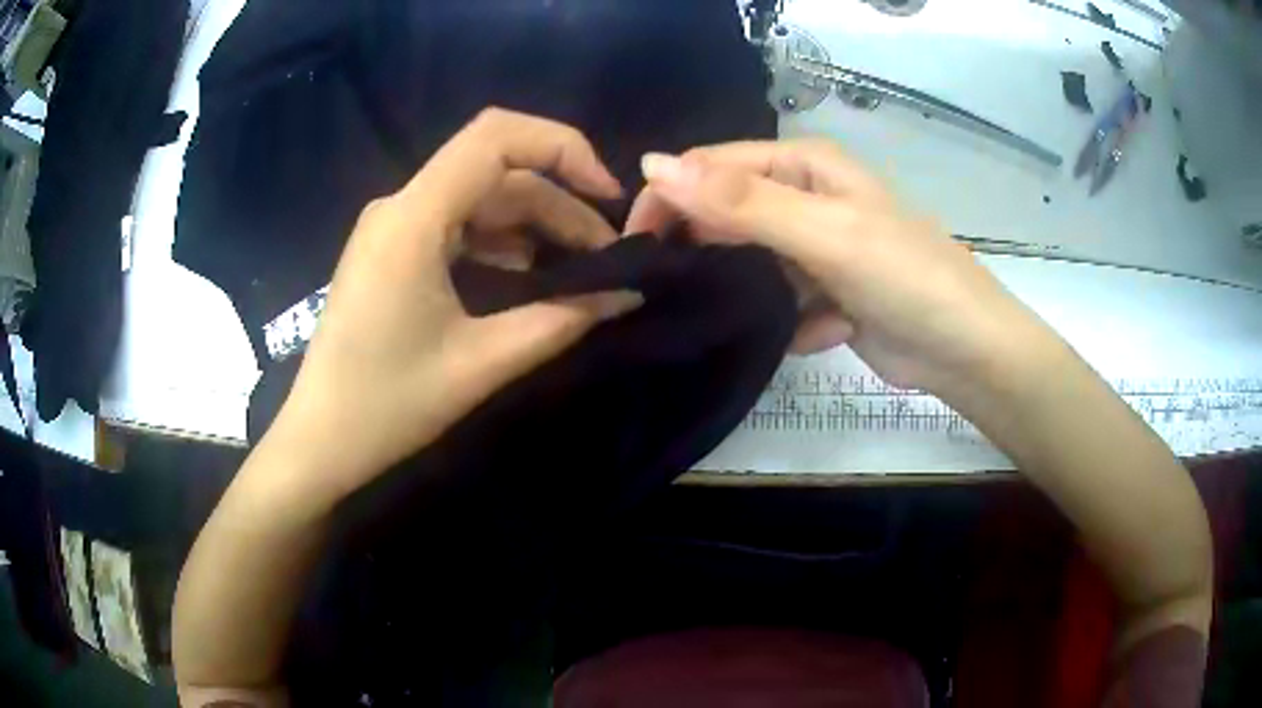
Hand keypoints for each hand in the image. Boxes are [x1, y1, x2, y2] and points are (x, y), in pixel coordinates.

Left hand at [264, 108, 641, 502]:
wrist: (320, 441)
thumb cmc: (388, 406)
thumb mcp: (482, 363)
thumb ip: (561, 321)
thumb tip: (627, 295)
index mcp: (413, 219)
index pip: (495, 137)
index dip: (564, 148)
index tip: (609, 196)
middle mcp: (400, 206)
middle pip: (496, 173)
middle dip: (560, 206)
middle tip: (607, 258)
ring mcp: (392, 227)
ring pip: (480, 200)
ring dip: (534, 228)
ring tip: (579, 273)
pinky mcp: (391, 250)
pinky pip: (457, 226)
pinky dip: (501, 244)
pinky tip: (528, 279)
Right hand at [626, 140, 1057, 395]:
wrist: (966, 351)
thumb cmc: (905, 277)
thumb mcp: (824, 232)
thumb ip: (741, 201)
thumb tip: (651, 164)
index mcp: (805, 165)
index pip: (711, 167)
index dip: (669, 197)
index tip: (636, 246)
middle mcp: (806, 197)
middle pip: (729, 213)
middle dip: (709, 250)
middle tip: (681, 291)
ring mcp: (816, 247)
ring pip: (751, 261)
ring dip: (754, 292)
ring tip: (767, 313)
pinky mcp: (825, 291)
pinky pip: (780, 299)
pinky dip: (793, 321)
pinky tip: (825, 332)